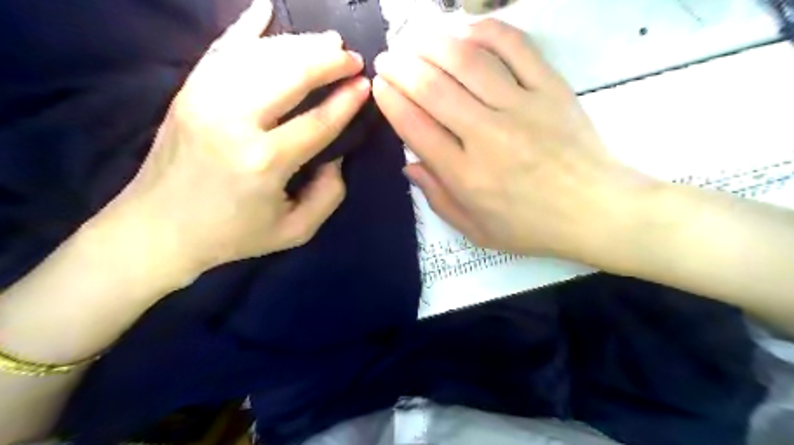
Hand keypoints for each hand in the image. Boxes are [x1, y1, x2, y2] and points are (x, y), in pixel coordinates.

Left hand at [108, 0, 371, 277]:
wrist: (158, 230)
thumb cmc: (232, 234)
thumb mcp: (295, 231)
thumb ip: (328, 196)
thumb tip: (336, 156)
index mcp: (265, 162)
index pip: (318, 121)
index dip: (347, 100)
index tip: (366, 85)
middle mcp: (234, 122)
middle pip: (290, 74)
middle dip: (328, 61)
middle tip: (353, 58)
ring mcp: (205, 100)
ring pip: (260, 56)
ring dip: (299, 43)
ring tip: (328, 42)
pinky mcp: (188, 93)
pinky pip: (221, 50)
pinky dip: (246, 27)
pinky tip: (265, 9)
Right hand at [376, 19, 655, 262]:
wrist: (597, 210)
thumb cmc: (532, 227)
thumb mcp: (477, 230)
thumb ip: (438, 199)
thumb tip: (409, 164)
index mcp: (466, 175)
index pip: (415, 127)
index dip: (391, 101)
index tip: (380, 86)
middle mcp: (487, 136)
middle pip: (433, 89)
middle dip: (401, 67)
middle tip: (387, 58)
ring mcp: (521, 107)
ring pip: (467, 62)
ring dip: (432, 44)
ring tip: (414, 39)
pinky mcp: (550, 89)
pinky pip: (515, 47)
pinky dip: (485, 32)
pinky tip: (464, 31)